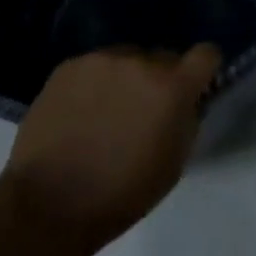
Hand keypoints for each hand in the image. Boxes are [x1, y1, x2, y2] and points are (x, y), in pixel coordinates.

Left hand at [0, 44, 221, 255]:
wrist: (49, 201)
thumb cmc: (121, 194)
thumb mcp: (172, 165)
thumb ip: (185, 120)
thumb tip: (186, 101)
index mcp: (170, 88)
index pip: (205, 54)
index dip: (204, 70)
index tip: (195, 87)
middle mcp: (137, 61)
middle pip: (161, 57)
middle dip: (160, 79)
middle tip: (144, 111)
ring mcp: (99, 60)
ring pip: (126, 59)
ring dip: (126, 79)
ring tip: (107, 113)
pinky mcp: (68, 65)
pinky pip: (95, 66)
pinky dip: (95, 83)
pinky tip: (81, 113)